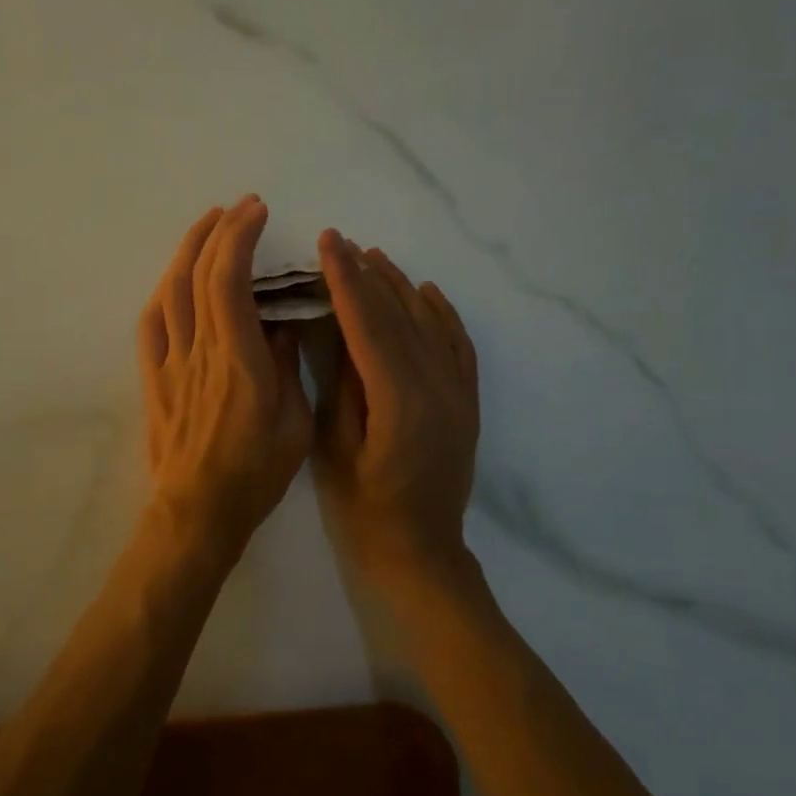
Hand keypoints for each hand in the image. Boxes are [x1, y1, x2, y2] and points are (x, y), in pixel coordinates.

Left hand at [137, 198, 311, 559]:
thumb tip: (282, 325)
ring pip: (170, 292)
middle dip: (218, 231)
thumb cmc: (255, 471)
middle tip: (239, 207)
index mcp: (238, 359)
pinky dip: (163, 291)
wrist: (197, 511)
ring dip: (187, 251)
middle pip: (198, 275)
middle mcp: (199, 350)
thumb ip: (288, 366)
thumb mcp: (294, 422)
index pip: (230, 281)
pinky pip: (150, 324)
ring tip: (207, 226)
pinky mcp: (153, 378)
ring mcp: (170, 363)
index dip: (239, 238)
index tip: (256, 211)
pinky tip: (173, 278)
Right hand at [312, 230, 480, 588]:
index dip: (346, 281)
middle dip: (369, 274)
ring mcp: (458, 393)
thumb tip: (338, 331)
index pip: (369, 325)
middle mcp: (437, 387)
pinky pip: (458, 345)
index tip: (328, 244)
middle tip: (342, 242)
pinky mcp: (467, 401)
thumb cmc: (366, 510)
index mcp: (399, 401)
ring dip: (401, 286)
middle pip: (400, 316)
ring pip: (430, 323)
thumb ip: (342, 386)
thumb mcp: (337, 449)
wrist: (423, 553)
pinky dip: (442, 313)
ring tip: (375, 257)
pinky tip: (425, 292)